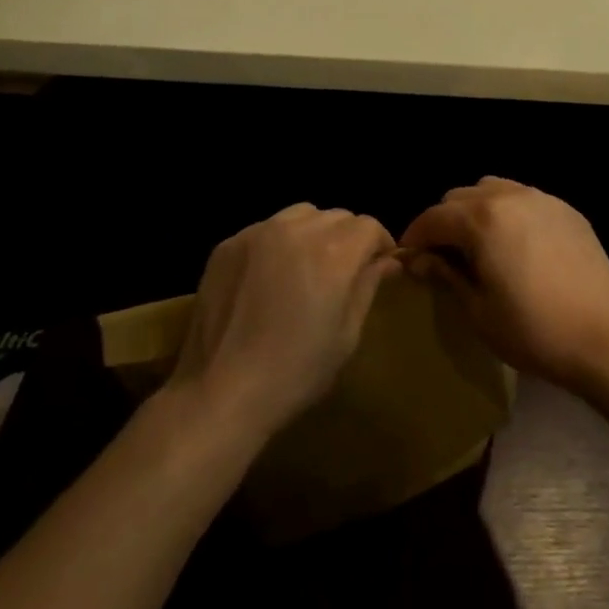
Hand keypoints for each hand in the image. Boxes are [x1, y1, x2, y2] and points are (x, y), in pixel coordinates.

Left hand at [170, 204, 397, 442]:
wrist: (221, 393)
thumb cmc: (295, 372)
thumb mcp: (346, 335)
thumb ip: (368, 287)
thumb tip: (388, 261)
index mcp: (334, 252)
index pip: (368, 226)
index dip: (380, 243)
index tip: (379, 265)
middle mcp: (298, 230)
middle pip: (337, 216)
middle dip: (348, 238)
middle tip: (344, 271)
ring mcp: (258, 232)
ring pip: (301, 215)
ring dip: (314, 232)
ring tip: (307, 266)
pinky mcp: (229, 244)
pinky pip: (265, 229)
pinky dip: (277, 243)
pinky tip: (269, 276)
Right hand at [399, 176, 608, 390]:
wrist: (604, 337)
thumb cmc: (533, 330)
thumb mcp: (478, 310)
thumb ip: (445, 275)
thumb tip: (418, 259)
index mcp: (481, 219)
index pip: (433, 218)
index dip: (414, 237)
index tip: (409, 259)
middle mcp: (509, 196)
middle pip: (460, 196)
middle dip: (444, 222)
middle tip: (444, 256)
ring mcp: (541, 198)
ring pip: (493, 189)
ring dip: (476, 211)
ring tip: (480, 245)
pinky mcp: (566, 209)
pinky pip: (524, 198)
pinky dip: (509, 213)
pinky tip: (517, 245)